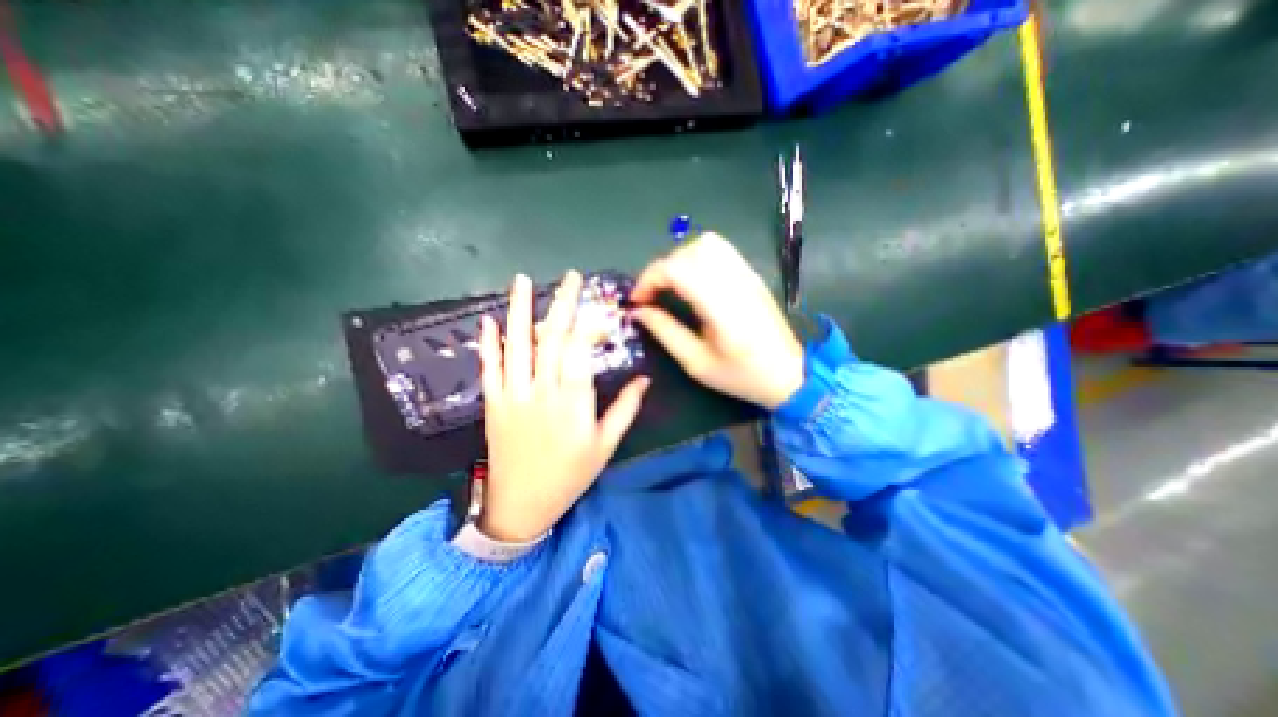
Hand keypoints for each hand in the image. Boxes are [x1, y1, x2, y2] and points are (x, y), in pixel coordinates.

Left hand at [478, 272, 649, 538]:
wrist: (520, 505)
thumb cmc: (570, 475)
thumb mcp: (605, 446)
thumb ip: (625, 409)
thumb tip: (645, 379)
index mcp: (573, 402)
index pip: (581, 350)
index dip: (590, 326)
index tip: (601, 311)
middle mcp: (541, 391)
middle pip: (551, 338)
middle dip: (562, 304)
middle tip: (570, 277)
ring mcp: (513, 394)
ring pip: (516, 345)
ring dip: (518, 310)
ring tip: (522, 281)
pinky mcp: (493, 402)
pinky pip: (489, 367)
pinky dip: (488, 343)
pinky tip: (487, 320)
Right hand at [627, 234, 795, 410]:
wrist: (790, 374)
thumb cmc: (742, 376)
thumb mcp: (696, 363)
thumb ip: (665, 332)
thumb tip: (637, 312)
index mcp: (722, 307)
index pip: (678, 269)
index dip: (649, 279)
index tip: (638, 301)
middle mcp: (735, 282)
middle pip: (689, 251)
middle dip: (661, 270)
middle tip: (652, 296)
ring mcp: (747, 274)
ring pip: (705, 243)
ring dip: (679, 260)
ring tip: (670, 287)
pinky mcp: (751, 274)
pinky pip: (720, 249)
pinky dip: (696, 257)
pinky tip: (691, 281)